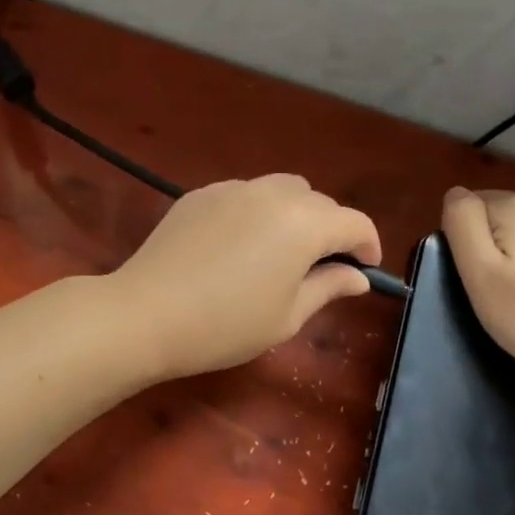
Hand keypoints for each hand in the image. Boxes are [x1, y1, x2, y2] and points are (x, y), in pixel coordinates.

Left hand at [110, 175, 382, 379]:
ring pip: (281, 190)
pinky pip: (244, 195)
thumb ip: (328, 287)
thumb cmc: (225, 325)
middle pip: (319, 202)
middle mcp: (273, 193)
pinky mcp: (201, 194)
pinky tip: (238, 246)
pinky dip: (256, 213)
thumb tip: (357, 276)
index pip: (354, 223)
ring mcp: (233, 189)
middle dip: (330, 230)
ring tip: (281, 252)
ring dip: (295, 215)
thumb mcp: (287, 316)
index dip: (368, 245)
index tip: (366, 269)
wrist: (146, 314)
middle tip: (321, 268)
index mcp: (304, 224)